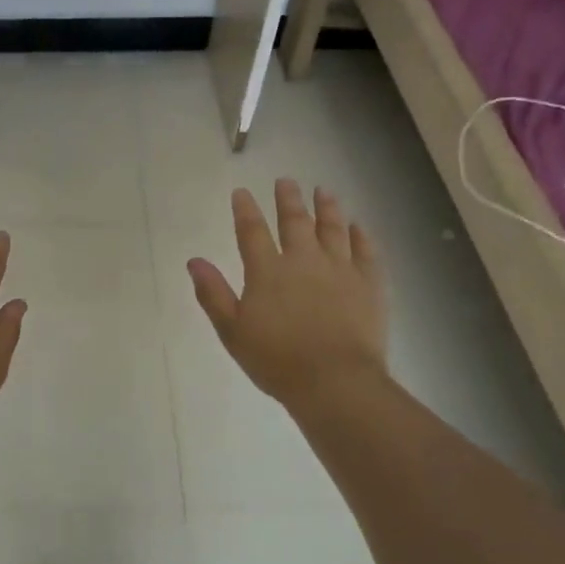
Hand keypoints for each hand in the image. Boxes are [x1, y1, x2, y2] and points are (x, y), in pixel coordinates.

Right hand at [187, 180, 387, 415]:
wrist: (335, 382)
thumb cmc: (276, 360)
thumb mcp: (232, 330)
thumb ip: (212, 293)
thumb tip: (194, 260)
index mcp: (267, 271)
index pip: (252, 231)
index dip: (245, 210)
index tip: (241, 192)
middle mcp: (304, 260)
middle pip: (295, 221)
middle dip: (288, 199)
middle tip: (286, 181)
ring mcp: (340, 270)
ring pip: (333, 229)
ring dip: (327, 208)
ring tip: (324, 191)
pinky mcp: (369, 284)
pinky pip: (367, 252)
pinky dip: (362, 236)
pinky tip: (359, 226)